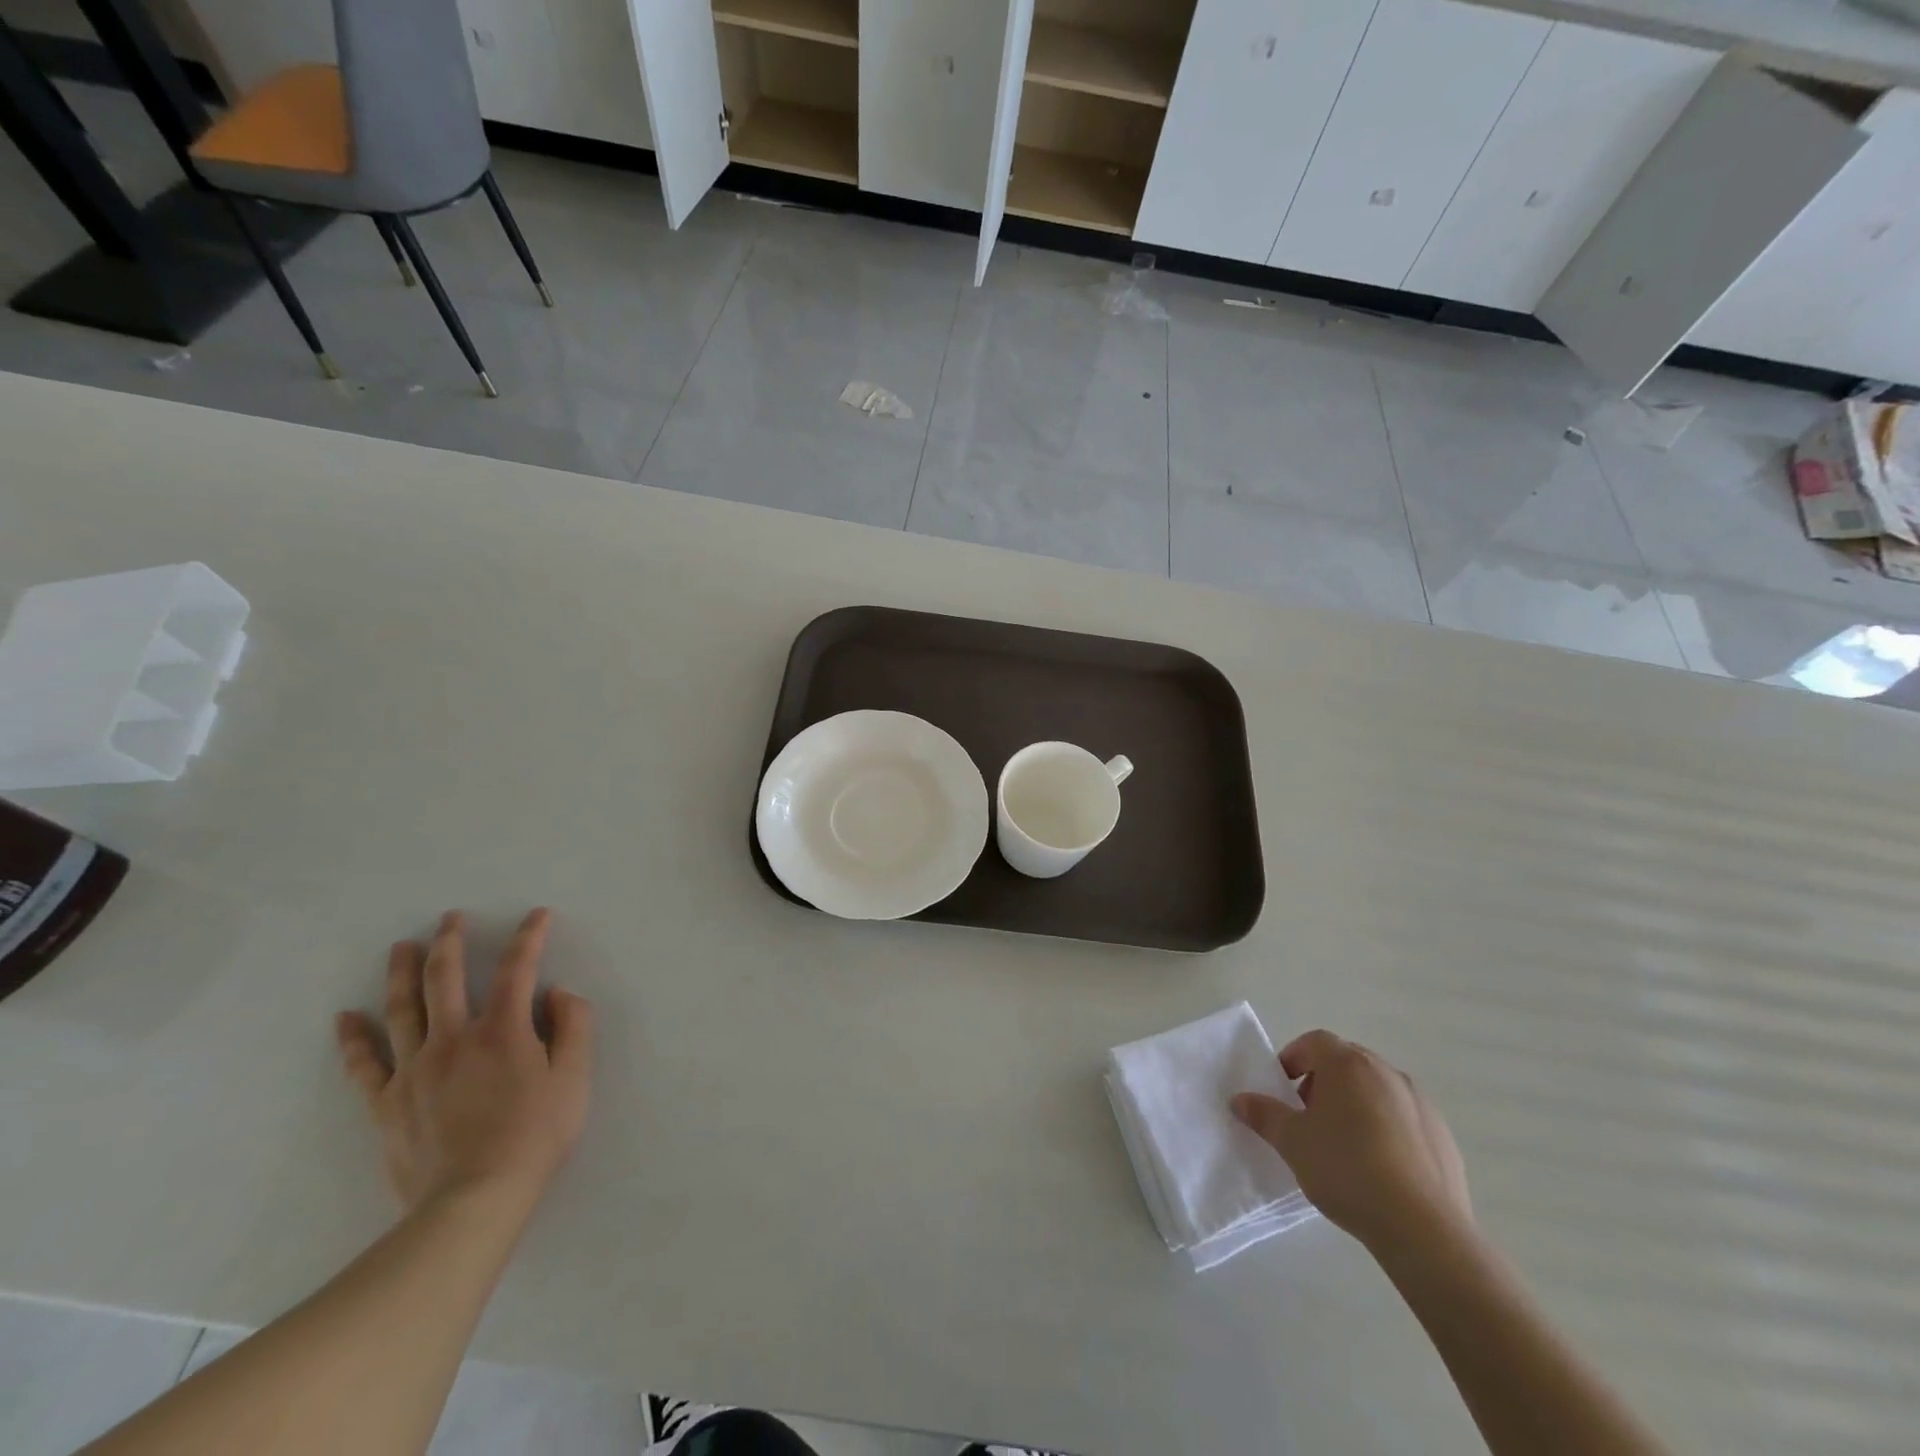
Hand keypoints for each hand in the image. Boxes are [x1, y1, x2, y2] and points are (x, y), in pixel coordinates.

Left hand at [335, 908, 593, 1217]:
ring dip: (401, 972)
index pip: (518, 969)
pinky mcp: (387, 1103)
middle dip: (450, 941)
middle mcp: (453, 1038)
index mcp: (503, 1030)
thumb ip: (574, 1026)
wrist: (474, 1200)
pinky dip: (353, 1038)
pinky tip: (345, 1017)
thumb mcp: (575, 1077)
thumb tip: (557, 993)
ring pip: (402, 1009)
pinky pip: (364, 1065)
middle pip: (445, 977)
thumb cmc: (535, 1135)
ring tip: (400, 947)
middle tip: (450, 918)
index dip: (530, 937)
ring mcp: (414, 1070)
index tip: (538, 915)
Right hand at [1231, 1029, 1469, 1256]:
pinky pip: (1405, 1120)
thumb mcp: (1292, 1142)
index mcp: (1348, 1065)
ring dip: (1357, 1105)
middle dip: (1323, 1082)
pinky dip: (1387, 1130)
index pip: (1314, 1042)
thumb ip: (1264, 1115)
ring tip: (1344, 1146)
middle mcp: (1386, 1072)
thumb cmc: (1347, 1170)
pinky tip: (1380, 1169)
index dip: (1293, 1059)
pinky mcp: (1443, 1137)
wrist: (1423, 1229)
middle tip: (1308, 1116)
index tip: (1283, 1089)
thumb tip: (1239, 1100)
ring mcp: (1420, 1104)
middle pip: (1347, 1063)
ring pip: (1378, 1091)